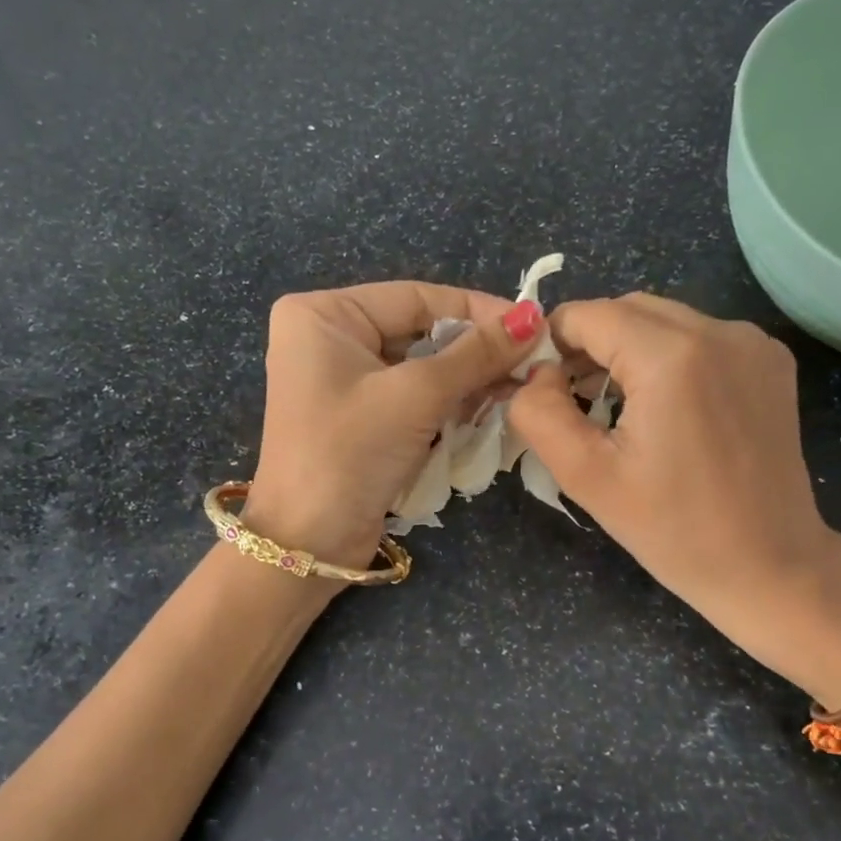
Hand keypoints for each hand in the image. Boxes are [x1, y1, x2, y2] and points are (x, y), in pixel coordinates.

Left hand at [243, 283, 546, 568]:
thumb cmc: (350, 453)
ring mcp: (343, 380)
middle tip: (531, 363)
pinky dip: (448, 403)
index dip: (478, 310)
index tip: (533, 325)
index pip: (416, 296)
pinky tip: (487, 411)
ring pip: (422, 366)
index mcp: (325, 314)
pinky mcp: (359, 416)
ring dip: (467, 380)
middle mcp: (329, 338)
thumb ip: (476, 354)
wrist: (308, 544)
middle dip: (475, 351)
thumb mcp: (416, 395)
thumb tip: (533, 317)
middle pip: (421, 330)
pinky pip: (412, 396)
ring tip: (516, 390)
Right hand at [507, 294, 840, 700]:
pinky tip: (665, 406)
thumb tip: (534, 373)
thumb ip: (539, 413)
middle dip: (589, 343)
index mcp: (672, 356)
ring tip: (615, 404)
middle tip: (572, 397)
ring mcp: (753, 343)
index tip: (541, 388)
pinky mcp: (771, 361)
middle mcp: (719, 330)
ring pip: (664, 320)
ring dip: (628, 349)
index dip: (551, 344)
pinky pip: (700, 337)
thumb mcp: (586, 476)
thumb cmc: (674, 530)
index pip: (587, 315)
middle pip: (627, 309)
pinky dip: (669, 357)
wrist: (770, 567)